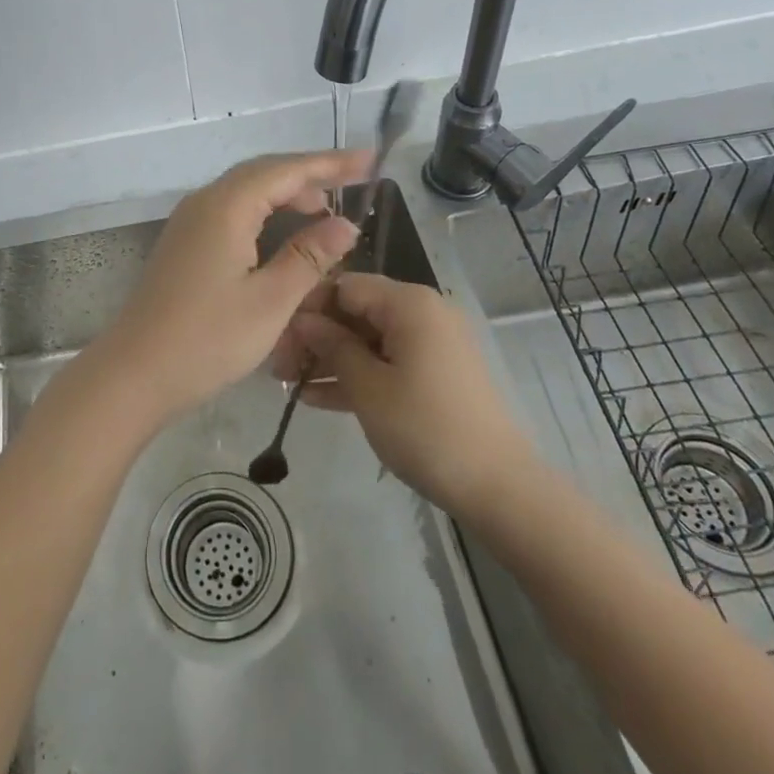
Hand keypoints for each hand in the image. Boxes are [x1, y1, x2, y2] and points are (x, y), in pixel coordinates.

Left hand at [91, 150, 369, 425]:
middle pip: (264, 173)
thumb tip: (345, 224)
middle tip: (353, 183)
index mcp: (226, 206)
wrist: (135, 373)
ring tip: (325, 211)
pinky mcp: (185, 242)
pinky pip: (232, 209)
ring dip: (286, 194)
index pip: (286, 170)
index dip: (330, 163)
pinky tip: (282, 234)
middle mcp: (205, 202)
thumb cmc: (208, 339)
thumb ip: (310, 256)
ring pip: (246, 190)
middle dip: (310, 174)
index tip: (368, 160)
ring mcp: (190, 221)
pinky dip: (264, 211)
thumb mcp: (271, 301)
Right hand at [279, 273, 534, 517]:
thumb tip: (304, 321)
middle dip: (316, 337)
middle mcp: (422, 312)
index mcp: (409, 302)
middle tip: (277, 367)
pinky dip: (358, 375)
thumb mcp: (368, 387)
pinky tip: (317, 398)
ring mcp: (431, 343)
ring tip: (288, 385)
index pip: (344, 285)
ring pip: (369, 339)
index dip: (307, 307)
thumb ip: (332, 347)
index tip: (275, 335)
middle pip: (356, 311)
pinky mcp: (436, 372)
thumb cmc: (426, 428)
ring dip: (331, 359)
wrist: (498, 487)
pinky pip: (388, 361)